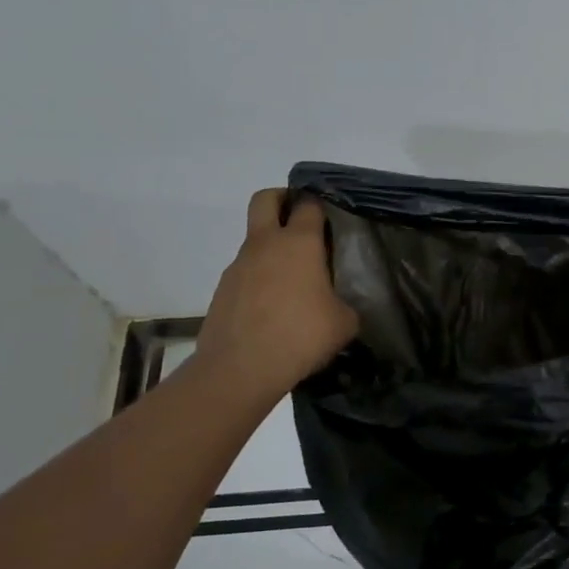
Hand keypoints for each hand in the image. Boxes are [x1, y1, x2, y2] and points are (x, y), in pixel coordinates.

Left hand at [192, 189, 358, 409]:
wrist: (240, 369)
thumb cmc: (301, 336)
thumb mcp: (343, 323)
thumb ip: (345, 304)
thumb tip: (341, 305)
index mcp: (300, 243)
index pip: (309, 204)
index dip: (320, 204)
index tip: (331, 216)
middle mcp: (266, 244)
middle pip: (266, 199)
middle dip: (282, 200)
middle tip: (300, 220)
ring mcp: (239, 266)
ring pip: (254, 239)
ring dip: (271, 248)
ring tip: (292, 280)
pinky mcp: (223, 290)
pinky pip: (245, 272)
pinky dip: (258, 279)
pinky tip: (273, 308)